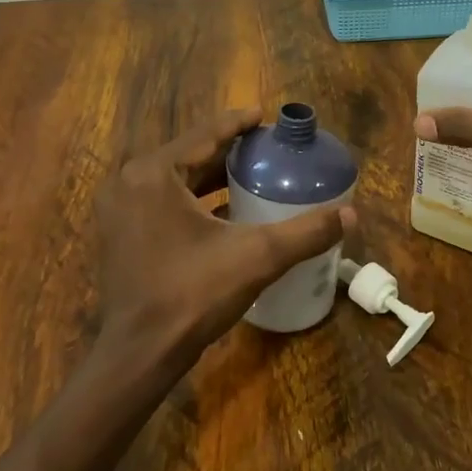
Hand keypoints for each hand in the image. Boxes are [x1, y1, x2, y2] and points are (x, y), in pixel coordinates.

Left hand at [92, 109, 352, 386]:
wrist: (140, 354)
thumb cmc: (192, 295)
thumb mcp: (256, 257)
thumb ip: (305, 232)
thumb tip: (351, 214)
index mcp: (153, 174)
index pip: (204, 134)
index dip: (238, 123)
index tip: (265, 117)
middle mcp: (130, 182)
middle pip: (189, 155)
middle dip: (228, 151)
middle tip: (266, 149)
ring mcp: (120, 209)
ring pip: (174, 179)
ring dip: (211, 176)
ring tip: (252, 174)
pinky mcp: (121, 233)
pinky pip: (162, 201)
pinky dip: (193, 200)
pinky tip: (226, 210)